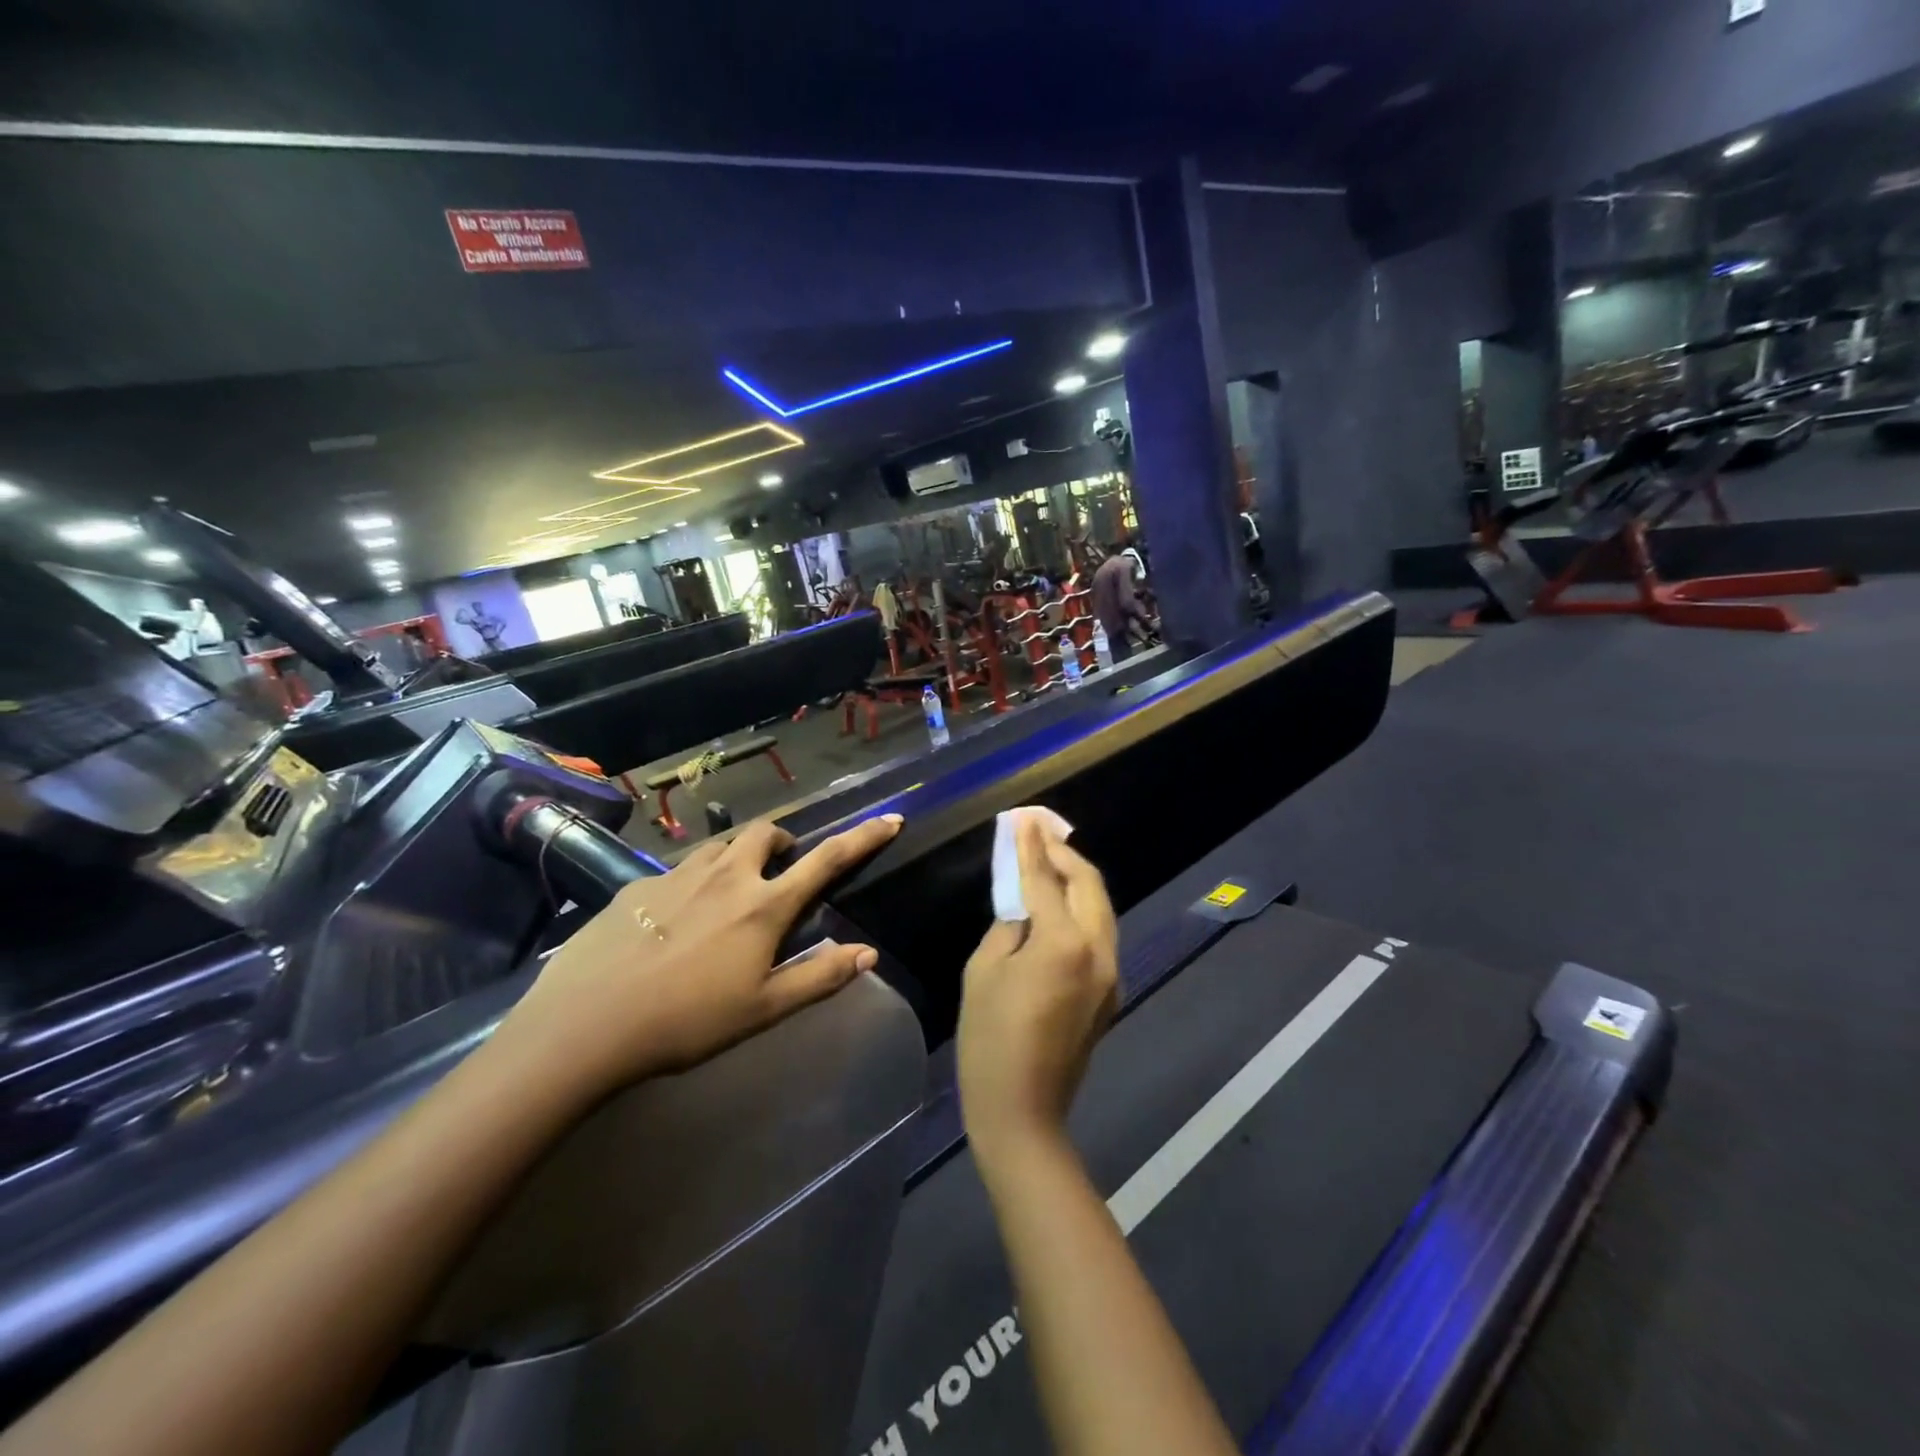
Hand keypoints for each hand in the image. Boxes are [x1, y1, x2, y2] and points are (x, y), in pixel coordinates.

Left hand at [502, 814, 903, 1097]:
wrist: (588, 1025)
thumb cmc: (688, 1021)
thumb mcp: (764, 1009)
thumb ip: (820, 978)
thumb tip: (869, 953)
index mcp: (764, 905)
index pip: (827, 860)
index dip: (864, 837)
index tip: (891, 818)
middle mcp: (726, 876)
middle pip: (766, 833)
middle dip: (783, 842)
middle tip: (781, 871)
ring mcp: (678, 876)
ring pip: (720, 846)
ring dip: (738, 857)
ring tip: (730, 892)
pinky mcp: (638, 888)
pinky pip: (677, 870)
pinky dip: (693, 881)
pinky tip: (674, 920)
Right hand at [957, 820, 1119, 1162]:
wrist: (1023, 1112)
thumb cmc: (989, 1040)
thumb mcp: (984, 971)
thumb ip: (1008, 926)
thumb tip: (1024, 908)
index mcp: (1063, 944)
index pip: (1045, 880)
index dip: (1031, 846)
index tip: (1023, 818)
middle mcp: (1098, 951)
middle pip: (1089, 885)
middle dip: (1064, 854)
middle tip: (1039, 833)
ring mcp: (1111, 973)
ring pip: (1101, 907)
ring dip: (1077, 880)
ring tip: (1050, 860)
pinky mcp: (1110, 991)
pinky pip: (1099, 933)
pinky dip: (1082, 909)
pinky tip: (1059, 905)